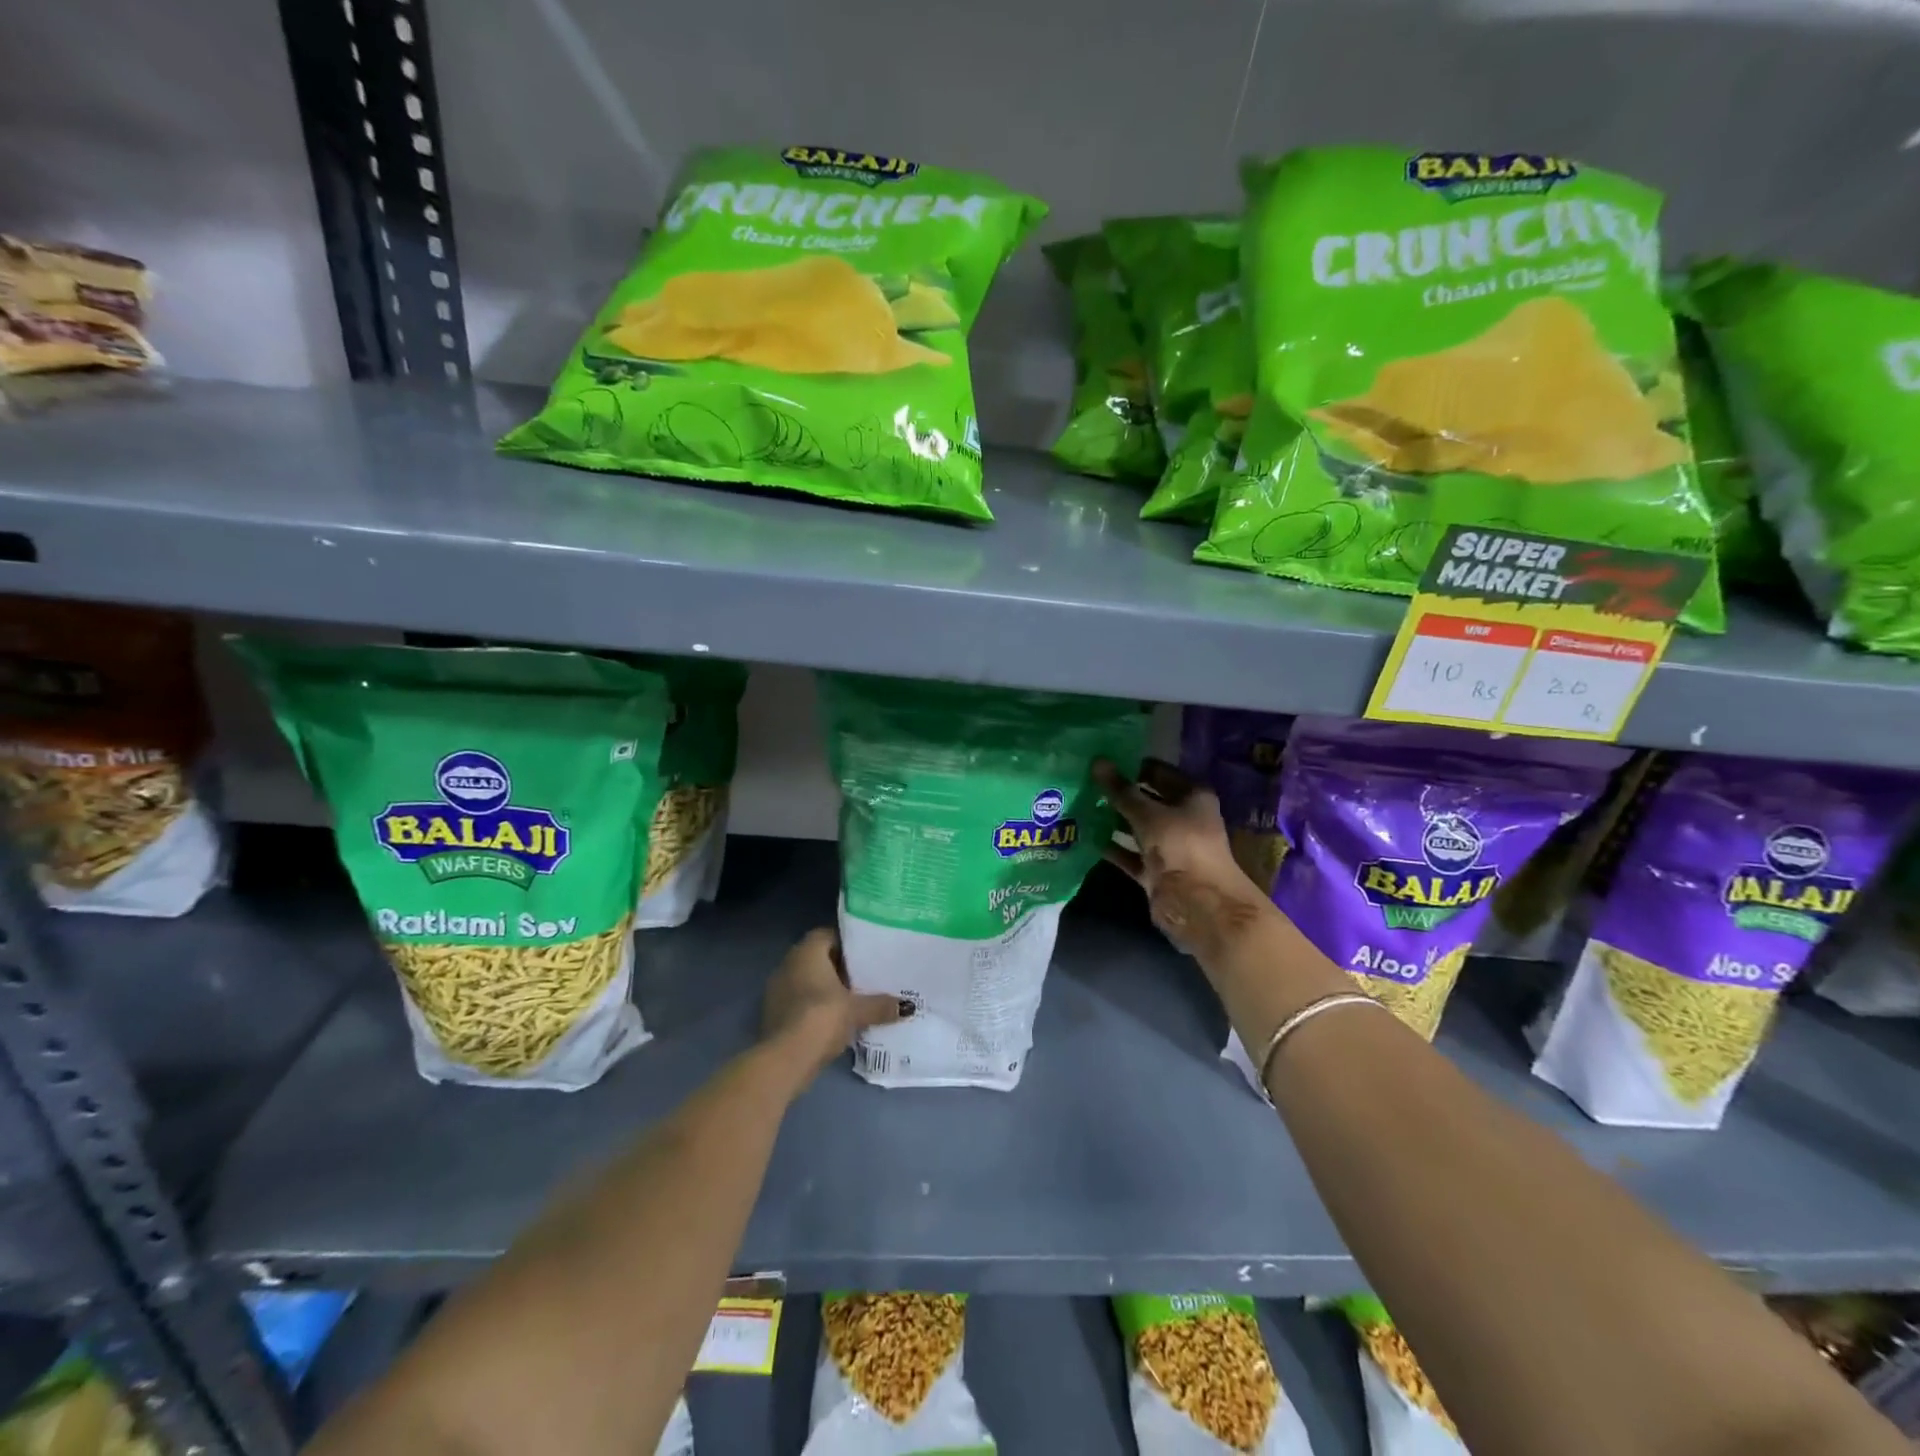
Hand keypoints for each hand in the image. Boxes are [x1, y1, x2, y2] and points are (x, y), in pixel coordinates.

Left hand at [762, 928, 907, 1079]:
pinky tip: (834, 1020)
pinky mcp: (773, 1014)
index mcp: (807, 952)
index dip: (847, 943)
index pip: (828, 935)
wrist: (785, 1058)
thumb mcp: (857, 1010)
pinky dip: (815, 1006)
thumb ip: (880, 1005)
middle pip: (818, 958)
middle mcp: (788, 963)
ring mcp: (777, 989)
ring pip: (808, 981)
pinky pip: (800, 1001)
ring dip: (827, 988)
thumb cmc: (822, 1017)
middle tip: (865, 977)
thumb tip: (906, 1006)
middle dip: (840, 967)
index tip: (866, 954)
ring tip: (853, 999)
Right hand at [1096, 758, 1271, 957]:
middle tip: (1083, 782)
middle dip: (1118, 793)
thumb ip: (1121, 791)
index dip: (1132, 766)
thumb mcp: (1148, 814)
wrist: (1198, 904)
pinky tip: (1086, 837)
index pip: (1158, 772)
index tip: (1100, 761)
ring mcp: (1169, 846)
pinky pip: (1130, 854)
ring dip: (1112, 820)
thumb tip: (1097, 761)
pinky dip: (1113, 848)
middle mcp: (1183, 818)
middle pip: (1146, 800)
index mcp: (1192, 796)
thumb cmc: (1180, 846)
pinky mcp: (1156, 870)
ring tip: (1080, 806)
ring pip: (1136, 828)